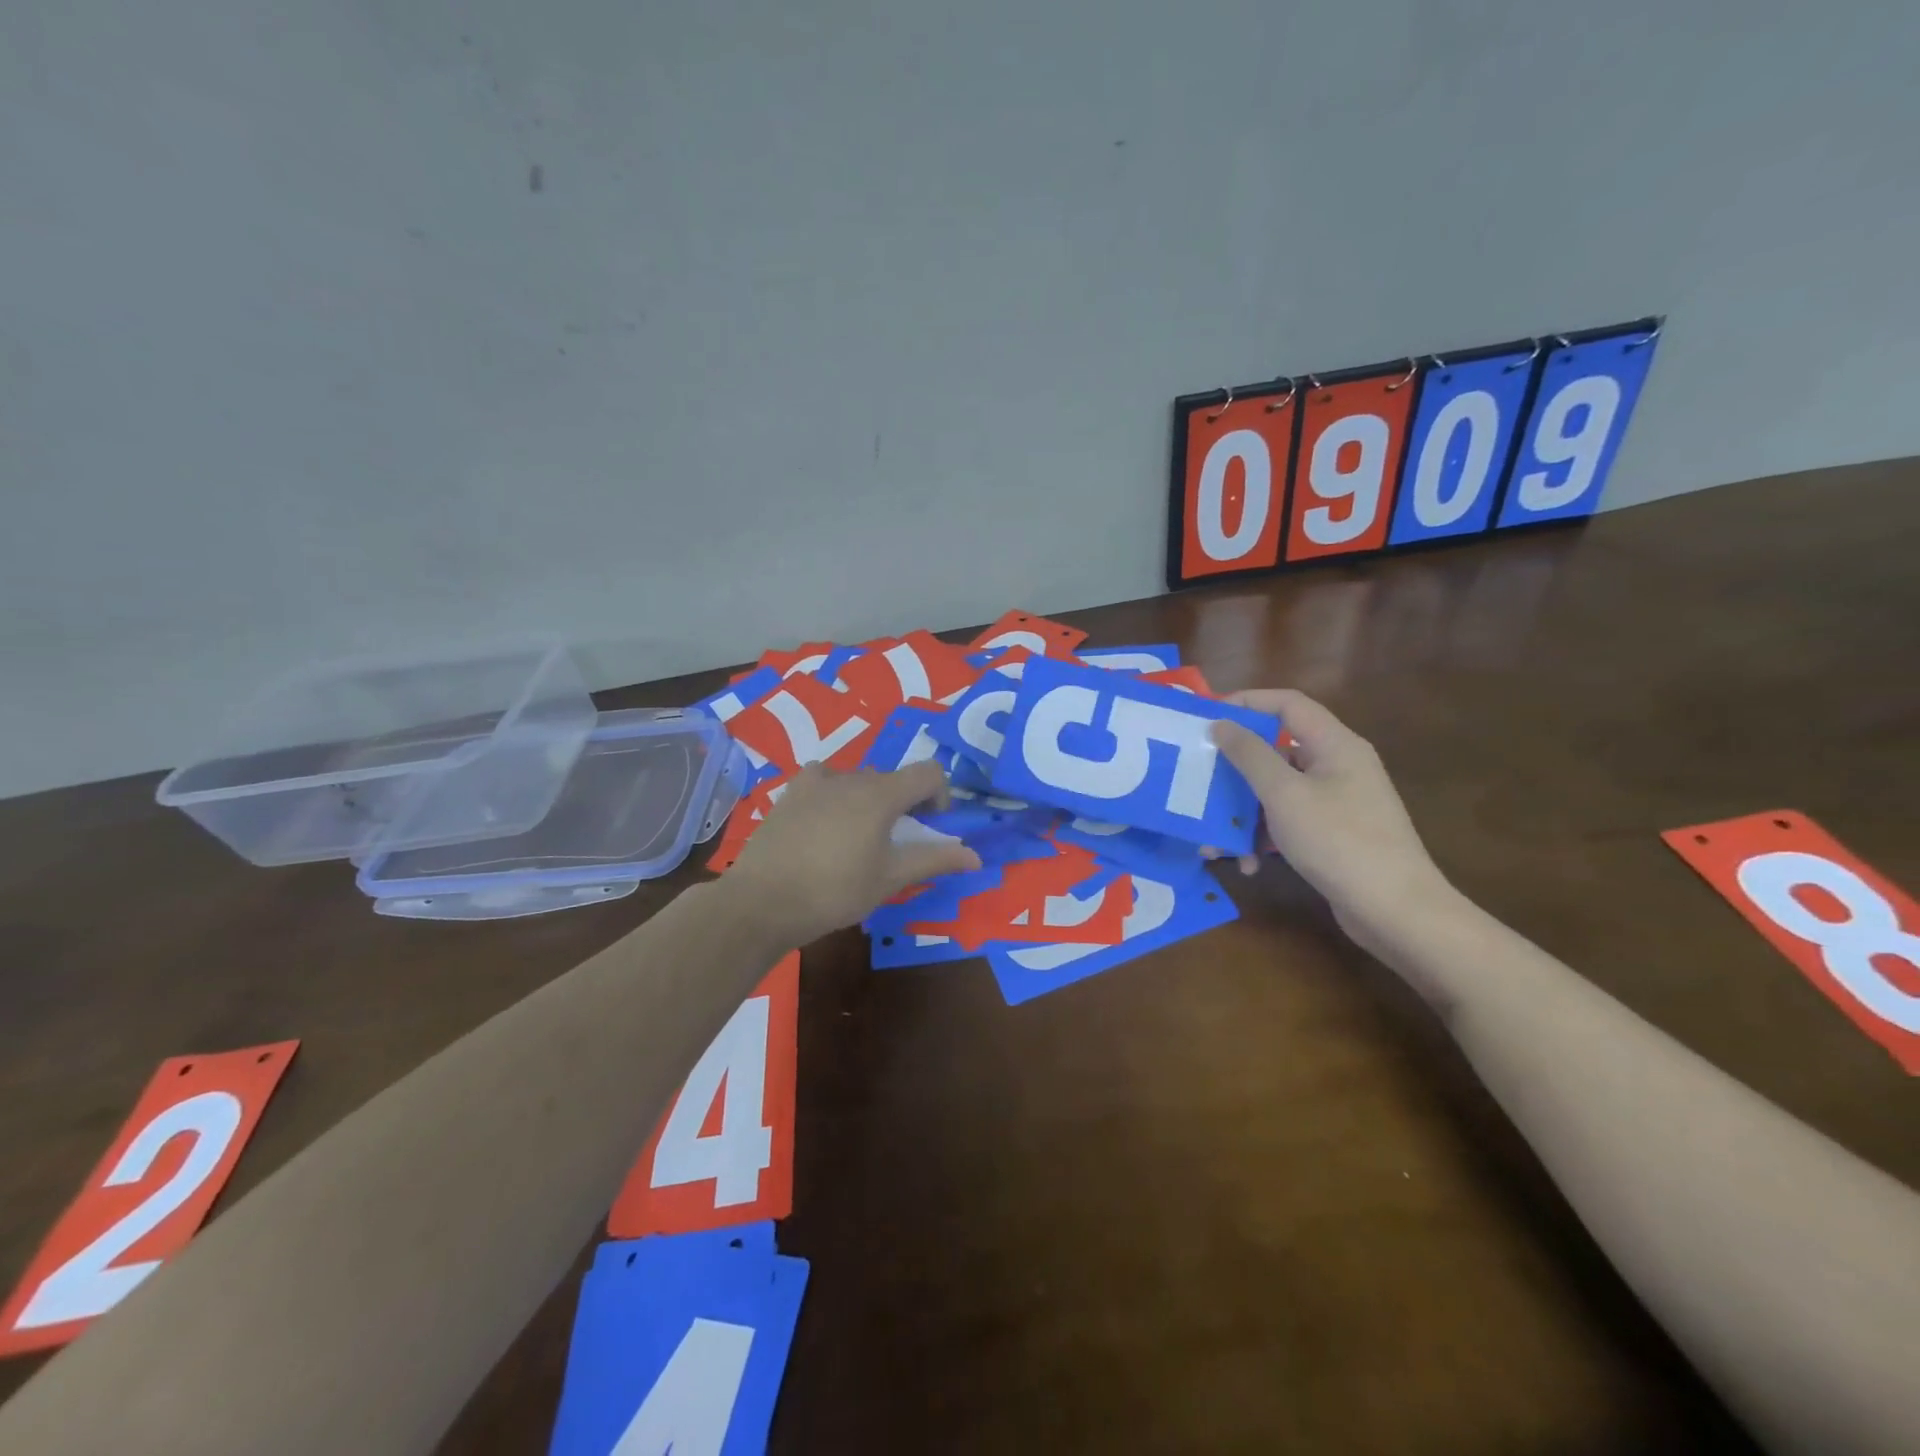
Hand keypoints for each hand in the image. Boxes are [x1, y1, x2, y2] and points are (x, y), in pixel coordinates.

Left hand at [726, 761, 981, 945]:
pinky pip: (825, 782)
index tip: (930, 827)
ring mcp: (816, 781)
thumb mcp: (890, 879)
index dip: (939, 796)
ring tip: (856, 840)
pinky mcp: (790, 792)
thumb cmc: (835, 891)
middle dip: (903, 805)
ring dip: (869, 801)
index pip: (929, 772)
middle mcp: (851, 776)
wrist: (762, 901)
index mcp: (881, 794)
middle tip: (893, 845)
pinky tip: (824, 826)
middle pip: (893, 779)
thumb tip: (976, 857)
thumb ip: (934, 860)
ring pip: (859, 780)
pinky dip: (835, 796)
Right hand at [1209, 689, 1454, 948]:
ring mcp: (1337, 801)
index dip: (1245, 702)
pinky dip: (1264, 836)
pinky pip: (1289, 820)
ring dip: (1243, 811)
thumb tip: (1221, 723)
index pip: (1286, 703)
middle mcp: (1337, 765)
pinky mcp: (1333, 833)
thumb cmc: (1338, 841)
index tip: (1206, 717)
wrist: (1395, 910)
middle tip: (1200, 779)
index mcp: (1334, 744)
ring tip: (1216, 840)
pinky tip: (1247, 863)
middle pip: (1276, 749)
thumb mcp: (1284, 794)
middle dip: (1235, 769)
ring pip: (1277, 790)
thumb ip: (1249, 755)